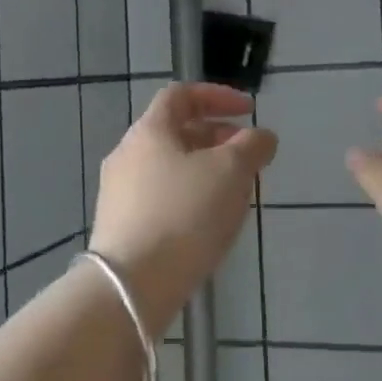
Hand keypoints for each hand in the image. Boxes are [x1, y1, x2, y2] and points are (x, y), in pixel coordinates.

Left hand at [90, 82, 276, 332]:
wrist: (132, 285)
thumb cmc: (184, 214)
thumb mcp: (231, 172)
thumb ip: (252, 146)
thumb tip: (262, 136)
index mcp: (149, 131)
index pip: (181, 95)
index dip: (218, 96)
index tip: (249, 111)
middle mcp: (127, 154)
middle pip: (176, 132)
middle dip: (217, 138)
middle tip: (248, 156)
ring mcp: (119, 193)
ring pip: (170, 167)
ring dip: (206, 170)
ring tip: (236, 192)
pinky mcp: (121, 226)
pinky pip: (161, 197)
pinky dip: (190, 197)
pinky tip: (209, 223)